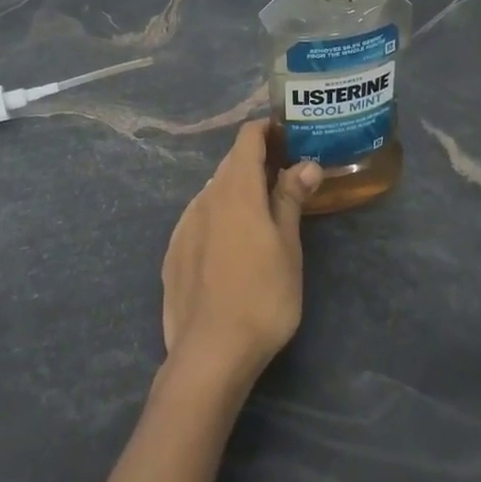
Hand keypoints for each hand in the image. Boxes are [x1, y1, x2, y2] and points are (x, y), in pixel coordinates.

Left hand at [161, 121, 323, 386]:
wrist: (210, 352)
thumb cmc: (263, 295)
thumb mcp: (288, 246)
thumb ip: (291, 199)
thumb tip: (306, 163)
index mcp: (236, 190)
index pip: (247, 139)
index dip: (266, 129)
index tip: (288, 133)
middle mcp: (205, 197)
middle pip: (230, 164)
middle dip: (256, 160)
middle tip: (284, 172)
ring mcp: (185, 225)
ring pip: (214, 191)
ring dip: (237, 189)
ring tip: (261, 209)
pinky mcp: (174, 252)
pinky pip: (200, 218)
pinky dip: (219, 215)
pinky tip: (231, 244)